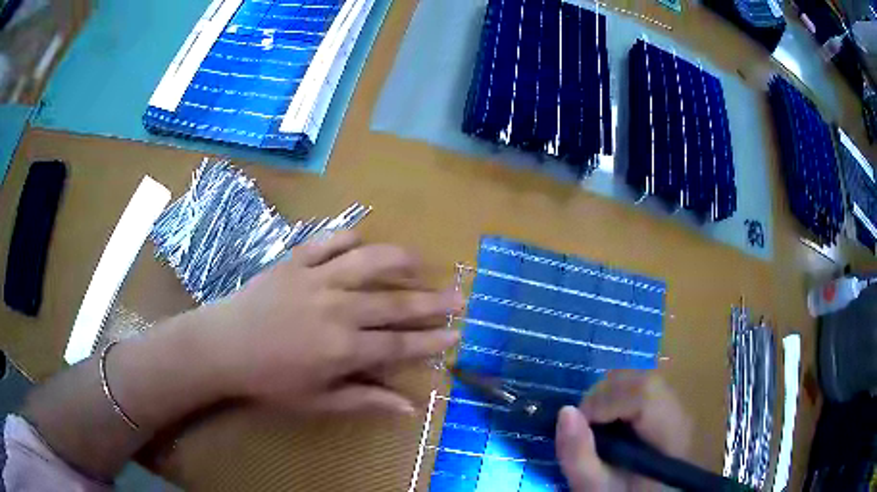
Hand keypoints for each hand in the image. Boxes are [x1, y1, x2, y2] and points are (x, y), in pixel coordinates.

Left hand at [191, 232, 463, 413]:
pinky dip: (349, 237)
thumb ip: (365, 401)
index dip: (431, 341)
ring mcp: (316, 279)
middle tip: (460, 295)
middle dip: (432, 302)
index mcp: (343, 349)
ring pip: (368, 263)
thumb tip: (410, 408)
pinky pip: (329, 241)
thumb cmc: (269, 380)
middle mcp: (337, 310)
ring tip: (420, 261)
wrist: (223, 345)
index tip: (456, 334)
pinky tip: (362, 241)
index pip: (399, 344)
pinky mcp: (296, 261)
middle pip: (394, 304)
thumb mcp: (317, 401)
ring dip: (399, 261)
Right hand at [555, 370, 691, 490]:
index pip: (645, 393)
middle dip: (605, 395)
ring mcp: (676, 407)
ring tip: (596, 425)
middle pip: (643, 380)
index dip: (607, 401)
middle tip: (584, 425)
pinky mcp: (667, 408)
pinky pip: (642, 388)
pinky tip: (610, 423)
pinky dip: (618, 398)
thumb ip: (579, 456)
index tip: (579, 424)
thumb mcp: (595, 487)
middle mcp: (680, 413)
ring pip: (642, 380)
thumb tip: (565, 411)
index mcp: (670, 434)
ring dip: (610, 396)